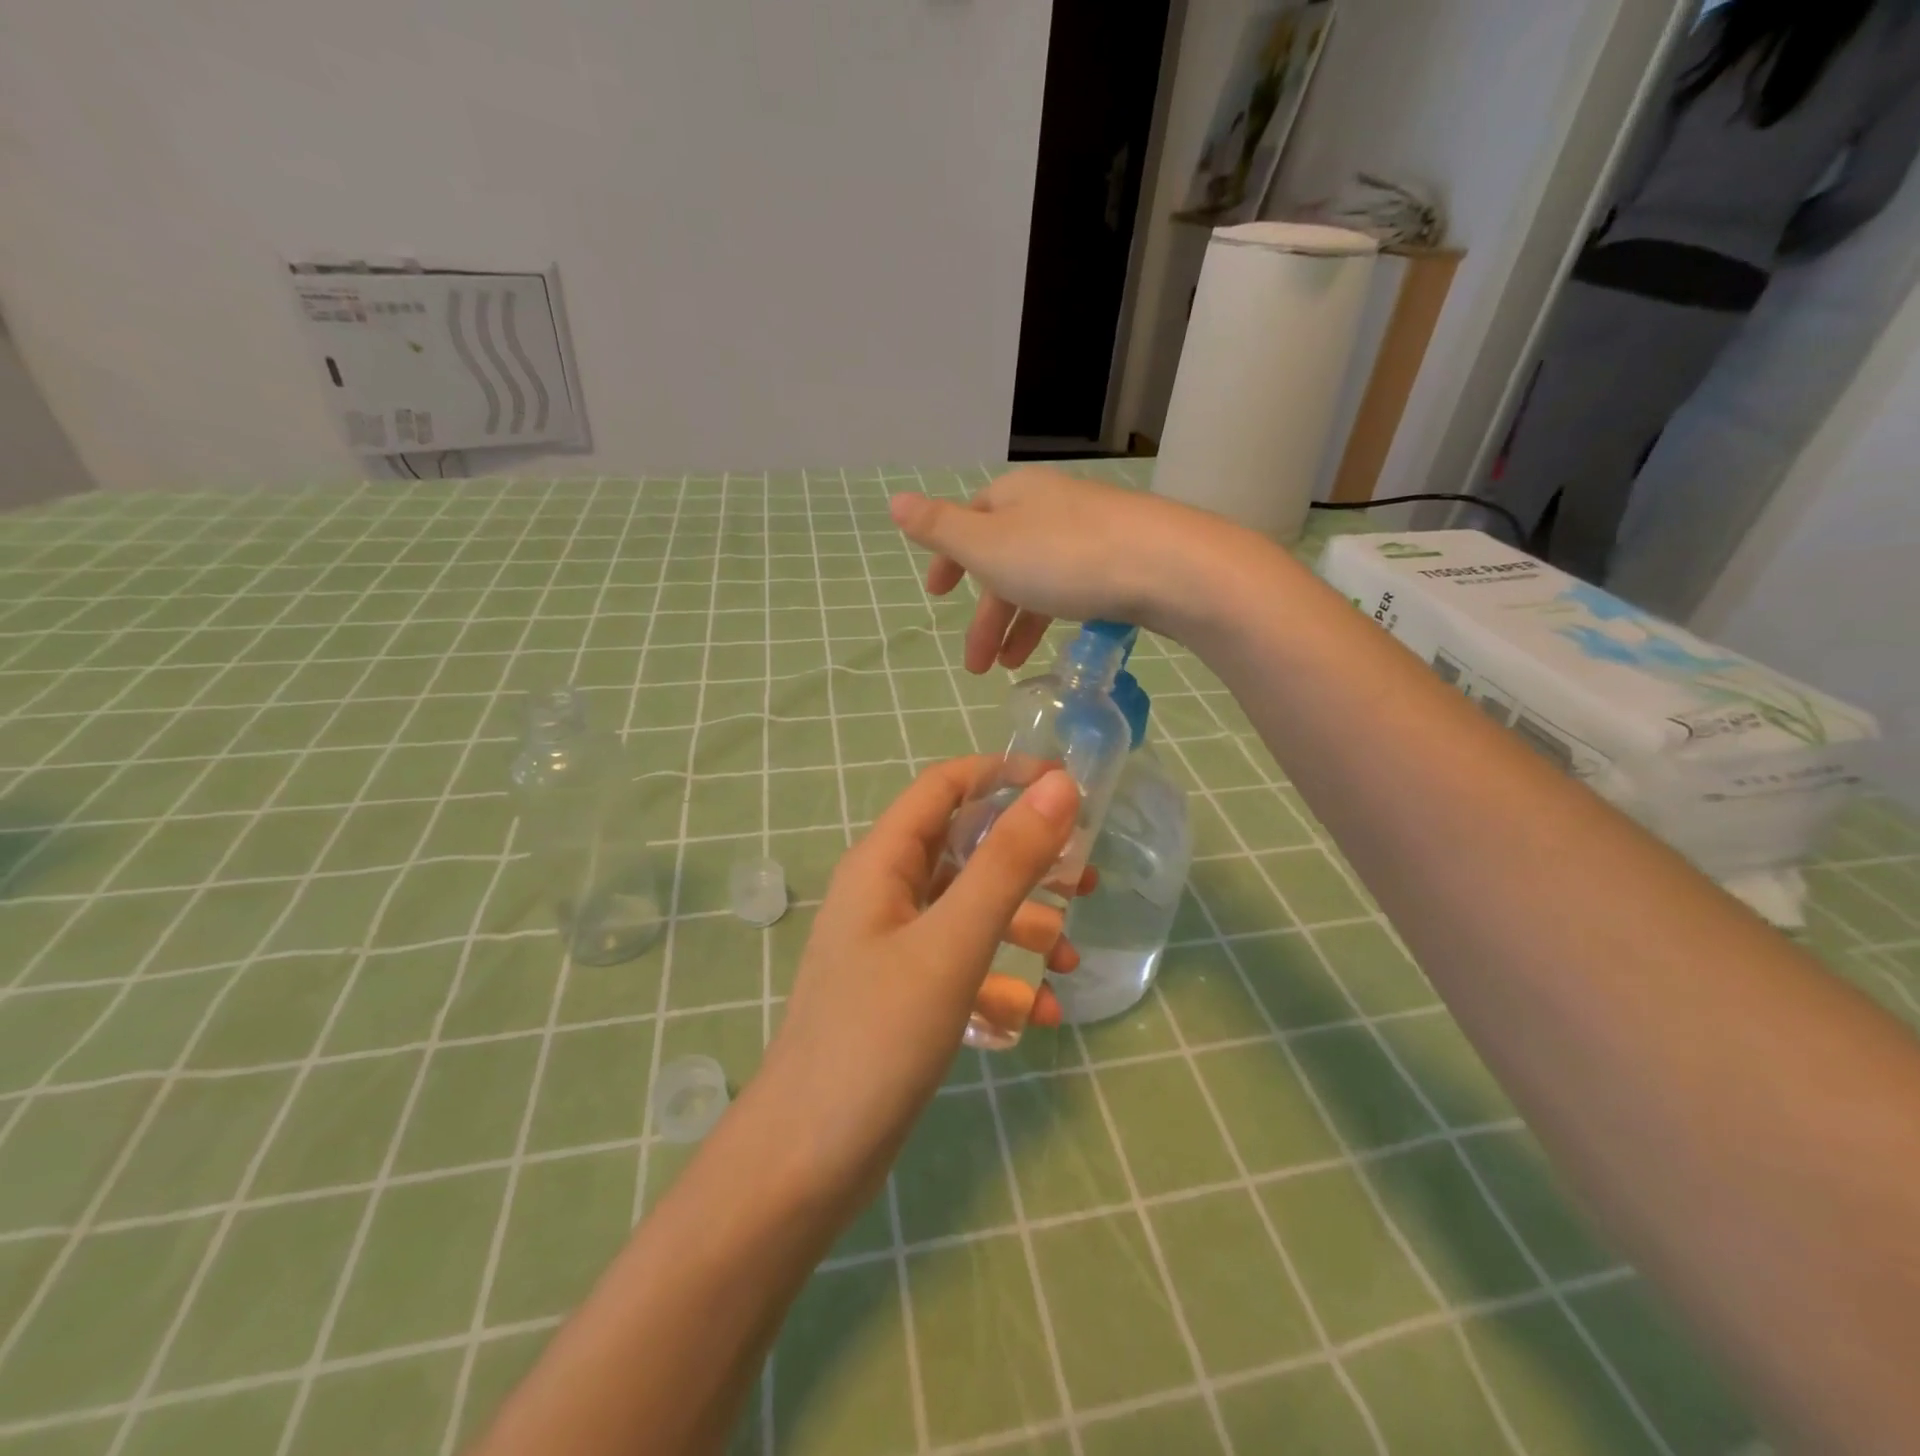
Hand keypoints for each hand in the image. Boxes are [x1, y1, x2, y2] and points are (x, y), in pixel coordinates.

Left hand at [750, 757, 1084, 1210]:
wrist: (807, 1161)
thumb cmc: (877, 1037)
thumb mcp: (952, 943)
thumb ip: (1007, 863)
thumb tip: (1060, 787)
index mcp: (882, 862)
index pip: (945, 787)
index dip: (1004, 775)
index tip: (1068, 789)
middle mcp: (884, 893)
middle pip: (963, 849)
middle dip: (1026, 859)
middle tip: (1085, 879)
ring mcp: (891, 946)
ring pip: (968, 910)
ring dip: (1021, 923)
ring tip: (1070, 955)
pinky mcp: (902, 993)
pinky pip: (961, 965)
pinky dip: (1001, 978)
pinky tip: (1040, 1015)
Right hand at [888, 466, 1249, 671]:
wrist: (1167, 567)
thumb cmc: (1065, 557)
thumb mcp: (989, 546)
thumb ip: (940, 529)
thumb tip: (895, 501)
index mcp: (1015, 497)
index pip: (971, 522)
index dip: (950, 559)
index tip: (937, 595)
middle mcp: (1052, 507)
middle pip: (1005, 560)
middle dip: (986, 615)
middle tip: (975, 666)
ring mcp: (1093, 532)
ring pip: (1040, 580)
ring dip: (1018, 625)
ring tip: (1009, 668)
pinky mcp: (1124, 560)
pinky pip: (1074, 589)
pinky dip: (1055, 618)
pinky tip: (1057, 644)